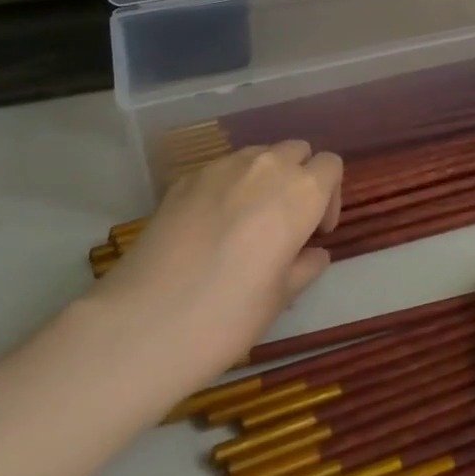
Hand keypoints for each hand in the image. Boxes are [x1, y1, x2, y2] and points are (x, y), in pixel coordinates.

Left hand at [86, 141, 342, 400]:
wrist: (143, 324)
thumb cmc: (228, 315)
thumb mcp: (280, 298)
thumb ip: (305, 266)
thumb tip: (313, 253)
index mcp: (302, 192)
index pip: (331, 166)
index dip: (330, 196)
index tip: (316, 232)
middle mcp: (266, 167)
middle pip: (296, 151)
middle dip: (298, 177)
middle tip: (287, 221)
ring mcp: (221, 168)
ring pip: (258, 155)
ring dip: (264, 177)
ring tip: (248, 220)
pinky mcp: (184, 179)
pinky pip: (220, 170)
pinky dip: (226, 187)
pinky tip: (209, 227)